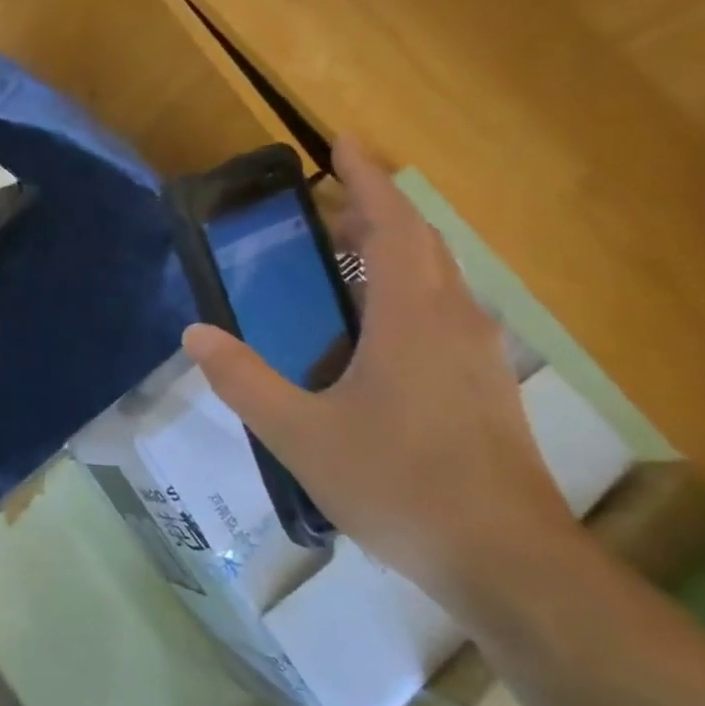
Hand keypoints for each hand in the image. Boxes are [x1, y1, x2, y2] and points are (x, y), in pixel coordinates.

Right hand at [181, 138, 576, 611]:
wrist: (509, 563)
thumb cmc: (400, 484)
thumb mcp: (300, 433)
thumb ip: (243, 379)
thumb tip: (195, 334)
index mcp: (412, 317)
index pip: (393, 224)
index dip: (366, 178)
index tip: (340, 142)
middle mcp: (453, 320)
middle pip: (419, 241)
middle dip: (376, 207)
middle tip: (325, 197)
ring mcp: (476, 354)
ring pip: (435, 276)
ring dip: (392, 247)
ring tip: (342, 250)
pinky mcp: (482, 385)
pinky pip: (441, 309)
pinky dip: (404, 288)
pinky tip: (371, 325)